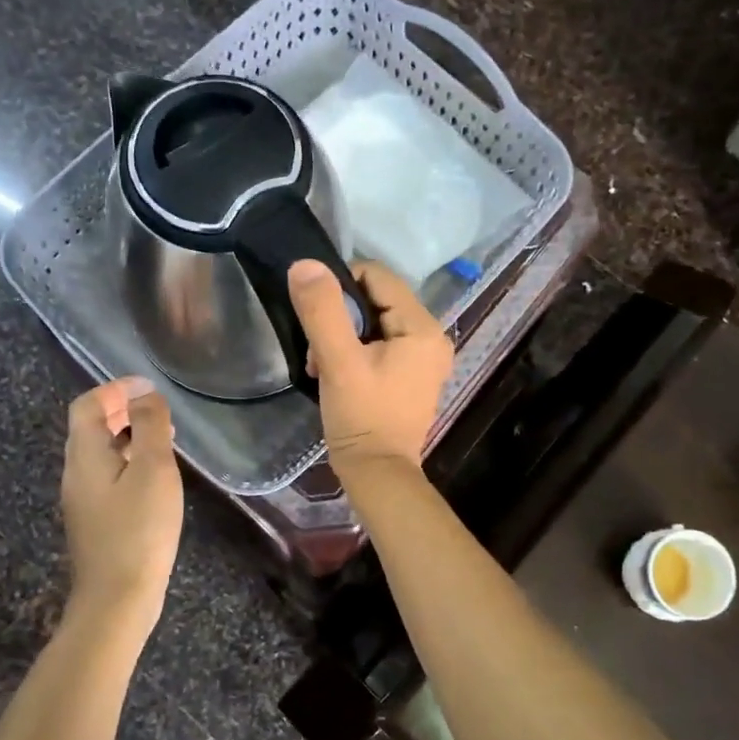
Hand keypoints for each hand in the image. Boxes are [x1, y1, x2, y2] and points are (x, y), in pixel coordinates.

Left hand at [60, 375, 184, 628]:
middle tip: (156, 409)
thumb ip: (149, 426)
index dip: (114, 389)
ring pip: (101, 454)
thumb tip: (144, 395)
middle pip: (90, 429)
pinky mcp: (96, 522)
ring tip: (163, 438)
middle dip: (121, 411)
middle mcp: (76, 474)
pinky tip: (155, 478)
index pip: (87, 406)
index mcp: (85, 455)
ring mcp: (84, 501)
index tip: (147, 386)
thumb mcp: (152, 470)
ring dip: (127, 437)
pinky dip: (129, 462)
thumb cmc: (138, 529)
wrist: (117, 598)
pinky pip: (109, 477)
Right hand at [287, 259, 453, 480]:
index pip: (378, 277)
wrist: (377, 475)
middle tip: (318, 351)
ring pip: (376, 324)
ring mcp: (425, 359)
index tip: (316, 315)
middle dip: (340, 319)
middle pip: (377, 301)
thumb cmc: (361, 418)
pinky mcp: (413, 376)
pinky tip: (336, 375)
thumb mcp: (337, 362)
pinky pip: (381, 346)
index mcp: (423, 328)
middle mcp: (433, 338)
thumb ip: (322, 311)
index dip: (341, 287)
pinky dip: (356, 352)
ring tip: (322, 366)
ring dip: (343, 338)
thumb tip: (306, 264)